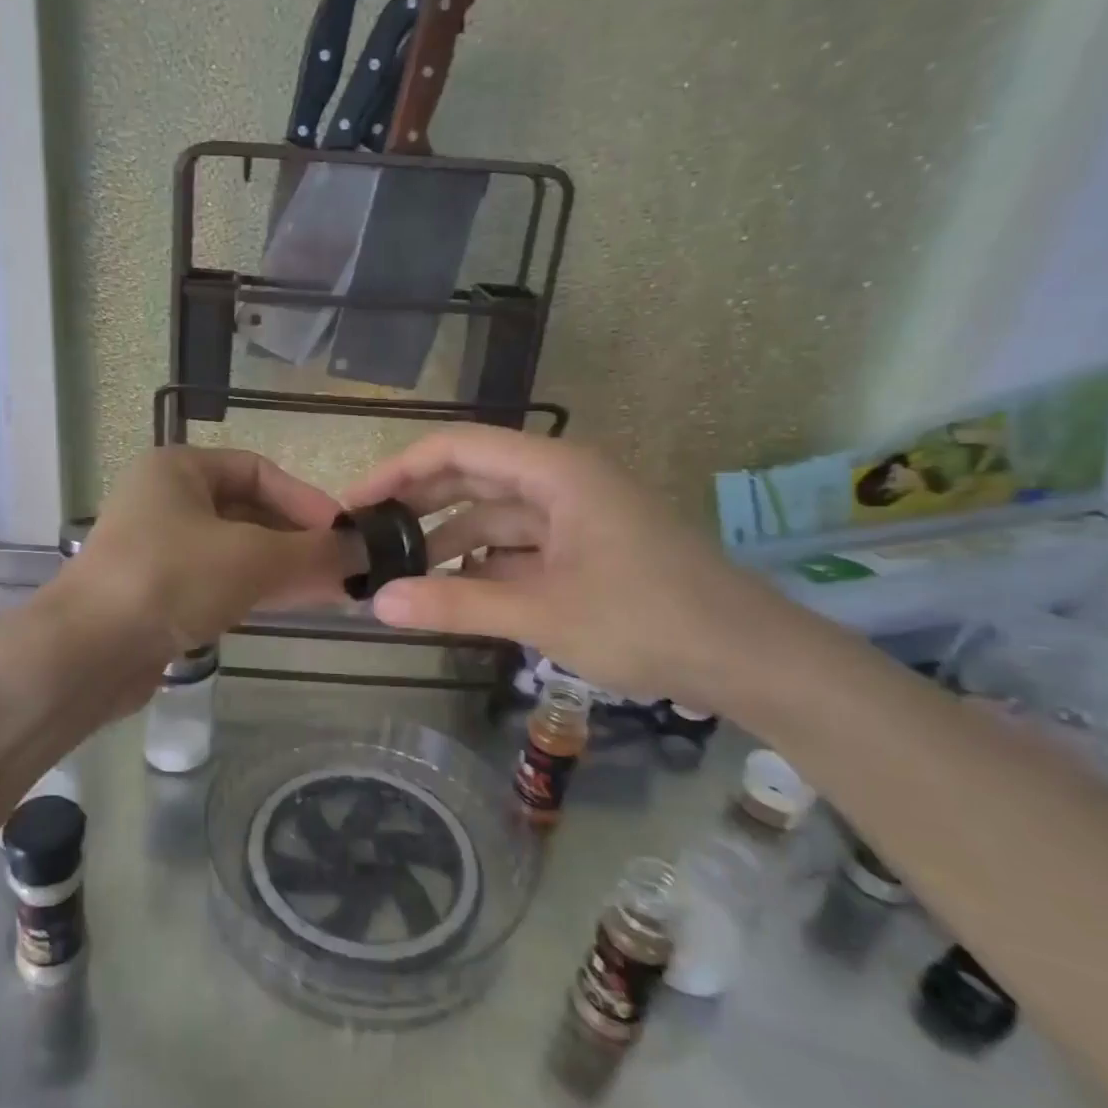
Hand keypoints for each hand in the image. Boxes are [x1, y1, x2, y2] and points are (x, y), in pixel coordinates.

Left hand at [59, 446, 349, 663]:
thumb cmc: (171, 579)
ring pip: (235, 550)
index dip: (306, 500)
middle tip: (345, 568)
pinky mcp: (156, 592)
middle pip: (248, 512)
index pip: (258, 471)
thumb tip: (367, 551)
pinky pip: (216, 581)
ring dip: (282, 568)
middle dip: (298, 540)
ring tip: (333, 590)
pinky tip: (293, 605)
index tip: (345, 533)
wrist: (88, 652)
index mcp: (179, 469)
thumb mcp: (252, 558)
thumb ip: (313, 552)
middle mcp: (165, 500)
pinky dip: (255, 590)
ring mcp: (158, 549)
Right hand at [342, 425, 780, 706]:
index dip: (398, 471)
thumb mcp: (542, 614)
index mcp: (554, 470)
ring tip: (399, 573)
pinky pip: (517, 545)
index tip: (355, 506)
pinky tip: (453, 591)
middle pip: (471, 476)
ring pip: (493, 514)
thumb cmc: (649, 621)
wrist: (751, 659)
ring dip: (447, 539)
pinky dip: (482, 564)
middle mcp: (561, 479)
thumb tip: (376, 603)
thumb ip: (456, 604)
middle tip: (366, 539)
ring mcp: (575, 514)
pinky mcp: (585, 547)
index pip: (456, 448)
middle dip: (417, 505)